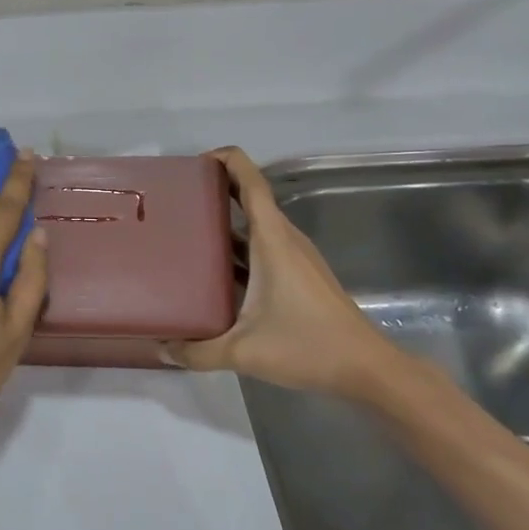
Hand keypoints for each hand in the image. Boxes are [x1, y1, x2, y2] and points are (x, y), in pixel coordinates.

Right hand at [165, 147, 406, 395]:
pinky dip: (238, 246)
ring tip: (187, 228)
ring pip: (256, 225)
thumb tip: (161, 349)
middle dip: (217, 189)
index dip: (228, 161)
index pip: (251, 183)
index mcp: (272, 240)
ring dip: (226, 219)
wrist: (366, 369)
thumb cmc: (308, 346)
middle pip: (251, 198)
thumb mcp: (243, 352)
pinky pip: (262, 246)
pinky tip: (214, 269)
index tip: (197, 161)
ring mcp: (294, 257)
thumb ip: (197, 351)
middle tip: (177, 197)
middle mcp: (284, 240)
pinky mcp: (298, 275)